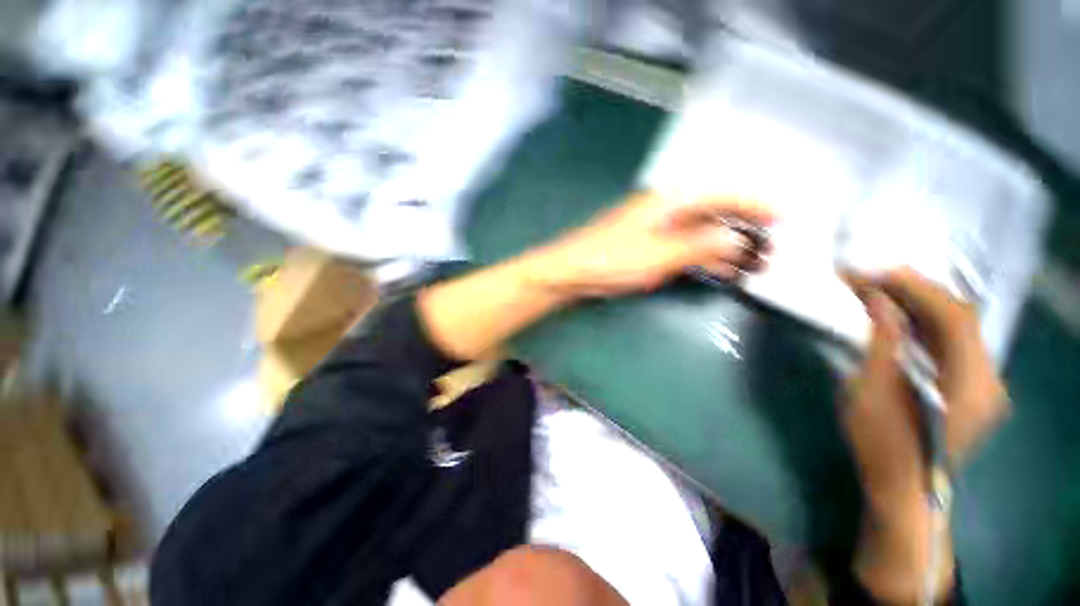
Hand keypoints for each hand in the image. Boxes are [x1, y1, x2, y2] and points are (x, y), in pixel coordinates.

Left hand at [528, 191, 775, 297]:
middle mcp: (665, 210)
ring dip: (725, 247)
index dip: (753, 203)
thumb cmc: (611, 259)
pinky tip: (720, 270)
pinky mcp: (647, 247)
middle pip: (712, 214)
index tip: (782, 215)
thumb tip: (737, 238)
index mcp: (668, 202)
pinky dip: (703, 258)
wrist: (571, 271)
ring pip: (699, 234)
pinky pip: (683, 249)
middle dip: (743, 229)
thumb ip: (698, 245)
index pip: (720, 195)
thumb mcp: (658, 254)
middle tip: (770, 248)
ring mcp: (655, 230)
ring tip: (753, 265)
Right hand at [844, 267, 1007, 481]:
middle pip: (958, 319)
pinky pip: (948, 346)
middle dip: (914, 292)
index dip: (916, 288)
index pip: (954, 316)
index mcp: (972, 382)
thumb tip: (879, 299)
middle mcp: (987, 378)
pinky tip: (896, 318)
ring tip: (878, 291)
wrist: (902, 489)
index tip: (875, 272)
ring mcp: (980, 384)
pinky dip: (921, 326)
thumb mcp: (874, 390)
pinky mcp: (967, 389)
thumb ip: (884, 341)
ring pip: (954, 330)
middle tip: (871, 277)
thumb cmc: (883, 444)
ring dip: (916, 306)